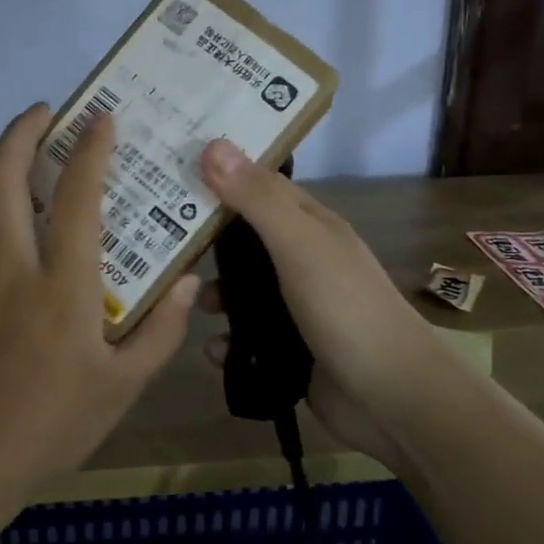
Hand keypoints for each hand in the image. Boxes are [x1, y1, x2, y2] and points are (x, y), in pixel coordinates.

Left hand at [0, 103, 198, 525]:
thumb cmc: (52, 426)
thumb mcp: (123, 388)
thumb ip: (160, 331)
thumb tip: (186, 280)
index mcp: (63, 289)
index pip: (79, 200)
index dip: (90, 151)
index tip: (102, 119)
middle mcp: (11, 268)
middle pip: (2, 177)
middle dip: (21, 131)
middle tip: (44, 113)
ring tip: (8, 149)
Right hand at [193, 140, 444, 463]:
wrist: (393, 400)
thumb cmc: (346, 309)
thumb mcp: (300, 245)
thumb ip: (257, 199)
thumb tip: (213, 143)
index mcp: (308, 225)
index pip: (256, 185)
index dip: (217, 174)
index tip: (168, 167)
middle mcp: (300, 259)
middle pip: (241, 239)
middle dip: (202, 239)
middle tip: (150, 235)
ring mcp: (295, 306)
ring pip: (238, 289)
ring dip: (211, 294)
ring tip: (176, 299)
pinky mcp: (287, 349)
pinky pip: (244, 338)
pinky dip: (225, 342)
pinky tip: (211, 350)